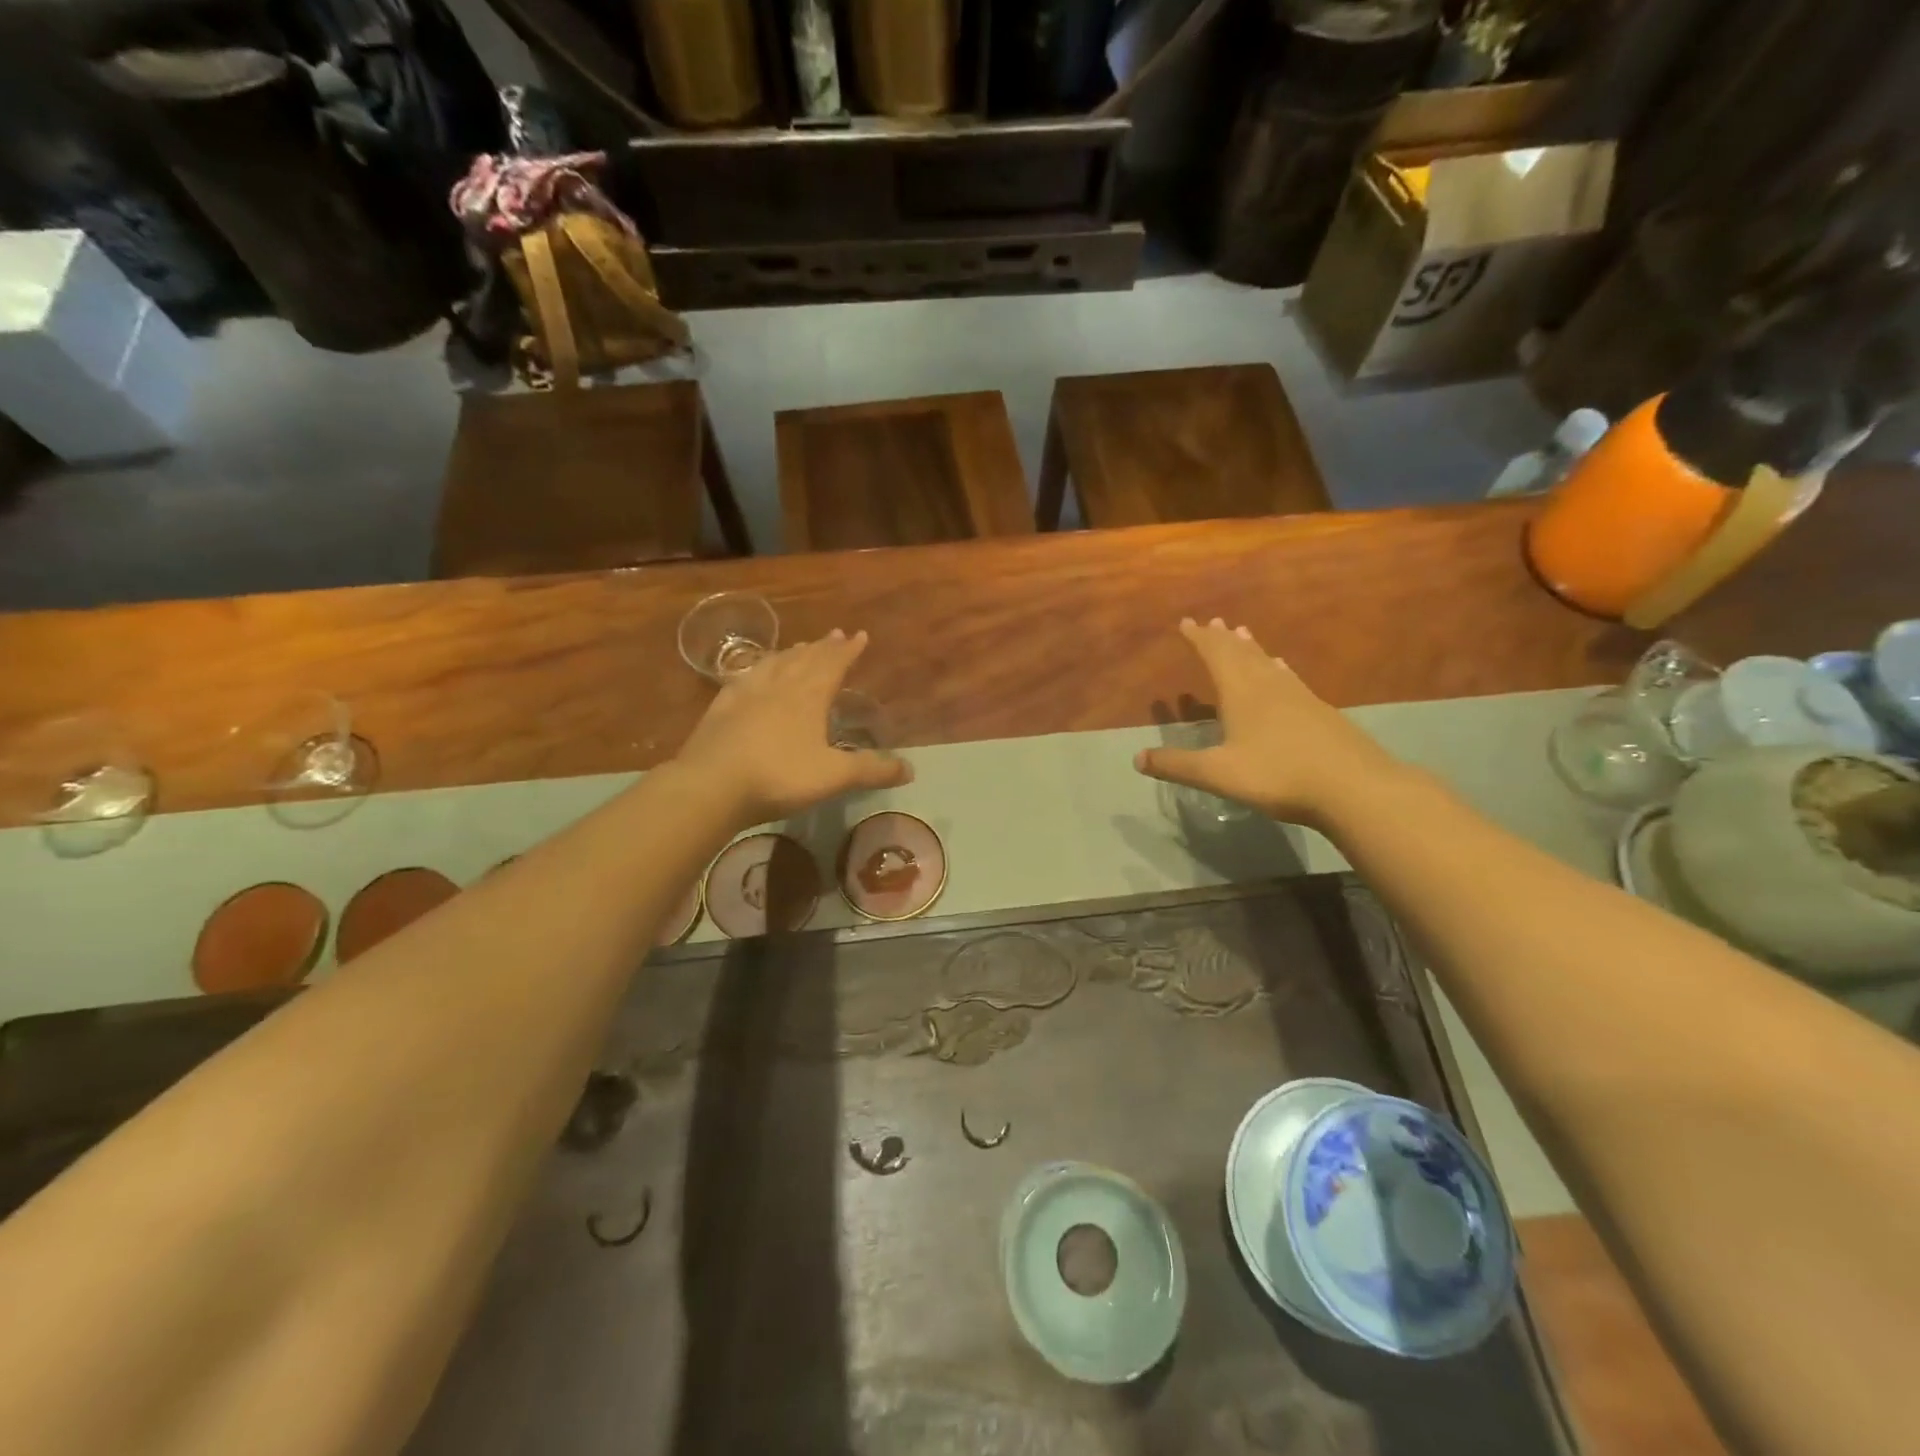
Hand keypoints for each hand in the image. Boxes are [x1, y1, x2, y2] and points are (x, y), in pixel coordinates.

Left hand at [674, 629, 910, 825]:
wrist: (711, 784)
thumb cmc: (779, 776)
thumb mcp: (834, 776)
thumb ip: (872, 770)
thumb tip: (911, 769)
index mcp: (809, 696)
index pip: (834, 664)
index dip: (849, 650)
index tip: (860, 635)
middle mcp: (780, 685)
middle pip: (805, 658)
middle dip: (824, 647)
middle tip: (835, 634)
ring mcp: (747, 693)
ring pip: (775, 664)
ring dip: (792, 653)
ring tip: (801, 646)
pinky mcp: (721, 707)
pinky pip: (744, 677)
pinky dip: (757, 669)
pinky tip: (753, 673)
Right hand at [1134, 618, 1397, 826]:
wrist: (1353, 786)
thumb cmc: (1278, 775)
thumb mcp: (1218, 774)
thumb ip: (1177, 765)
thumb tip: (1137, 758)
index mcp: (1241, 693)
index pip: (1215, 656)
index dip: (1199, 639)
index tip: (1186, 622)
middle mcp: (1268, 686)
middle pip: (1242, 653)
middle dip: (1222, 639)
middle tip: (1212, 621)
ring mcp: (1298, 696)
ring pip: (1268, 663)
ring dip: (1251, 648)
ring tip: (1242, 633)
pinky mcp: (1319, 712)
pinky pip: (1289, 678)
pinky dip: (1277, 668)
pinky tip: (1282, 670)